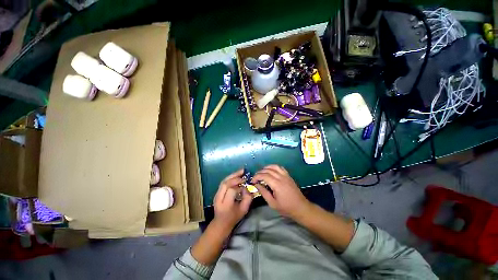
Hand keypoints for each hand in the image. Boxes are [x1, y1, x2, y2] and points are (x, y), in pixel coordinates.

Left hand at [212, 169, 252, 230]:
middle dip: (235, 177)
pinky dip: (230, 177)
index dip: (239, 187)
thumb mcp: (244, 210)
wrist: (221, 222)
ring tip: (241, 171)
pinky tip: (236, 175)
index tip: (246, 187)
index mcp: (226, 204)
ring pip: (223, 181)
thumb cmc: (234, 217)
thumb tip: (246, 187)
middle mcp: (219, 198)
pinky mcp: (217, 192)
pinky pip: (223, 182)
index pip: (231, 191)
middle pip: (225, 183)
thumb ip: (248, 198)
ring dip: (232, 175)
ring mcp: (216, 194)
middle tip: (244, 173)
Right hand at [251, 165, 310, 219]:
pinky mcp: (288, 176)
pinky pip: (280, 167)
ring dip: (266, 168)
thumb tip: (256, 185)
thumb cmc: (286, 208)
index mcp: (277, 184)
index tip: (252, 181)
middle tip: (255, 178)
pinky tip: (271, 171)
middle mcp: (281, 177)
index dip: (256, 177)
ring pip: (274, 166)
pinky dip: (274, 167)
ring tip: (262, 173)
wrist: (301, 208)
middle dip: (259, 172)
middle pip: (268, 170)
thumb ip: (263, 192)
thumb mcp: (272, 203)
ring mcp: (286, 175)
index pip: (264, 175)